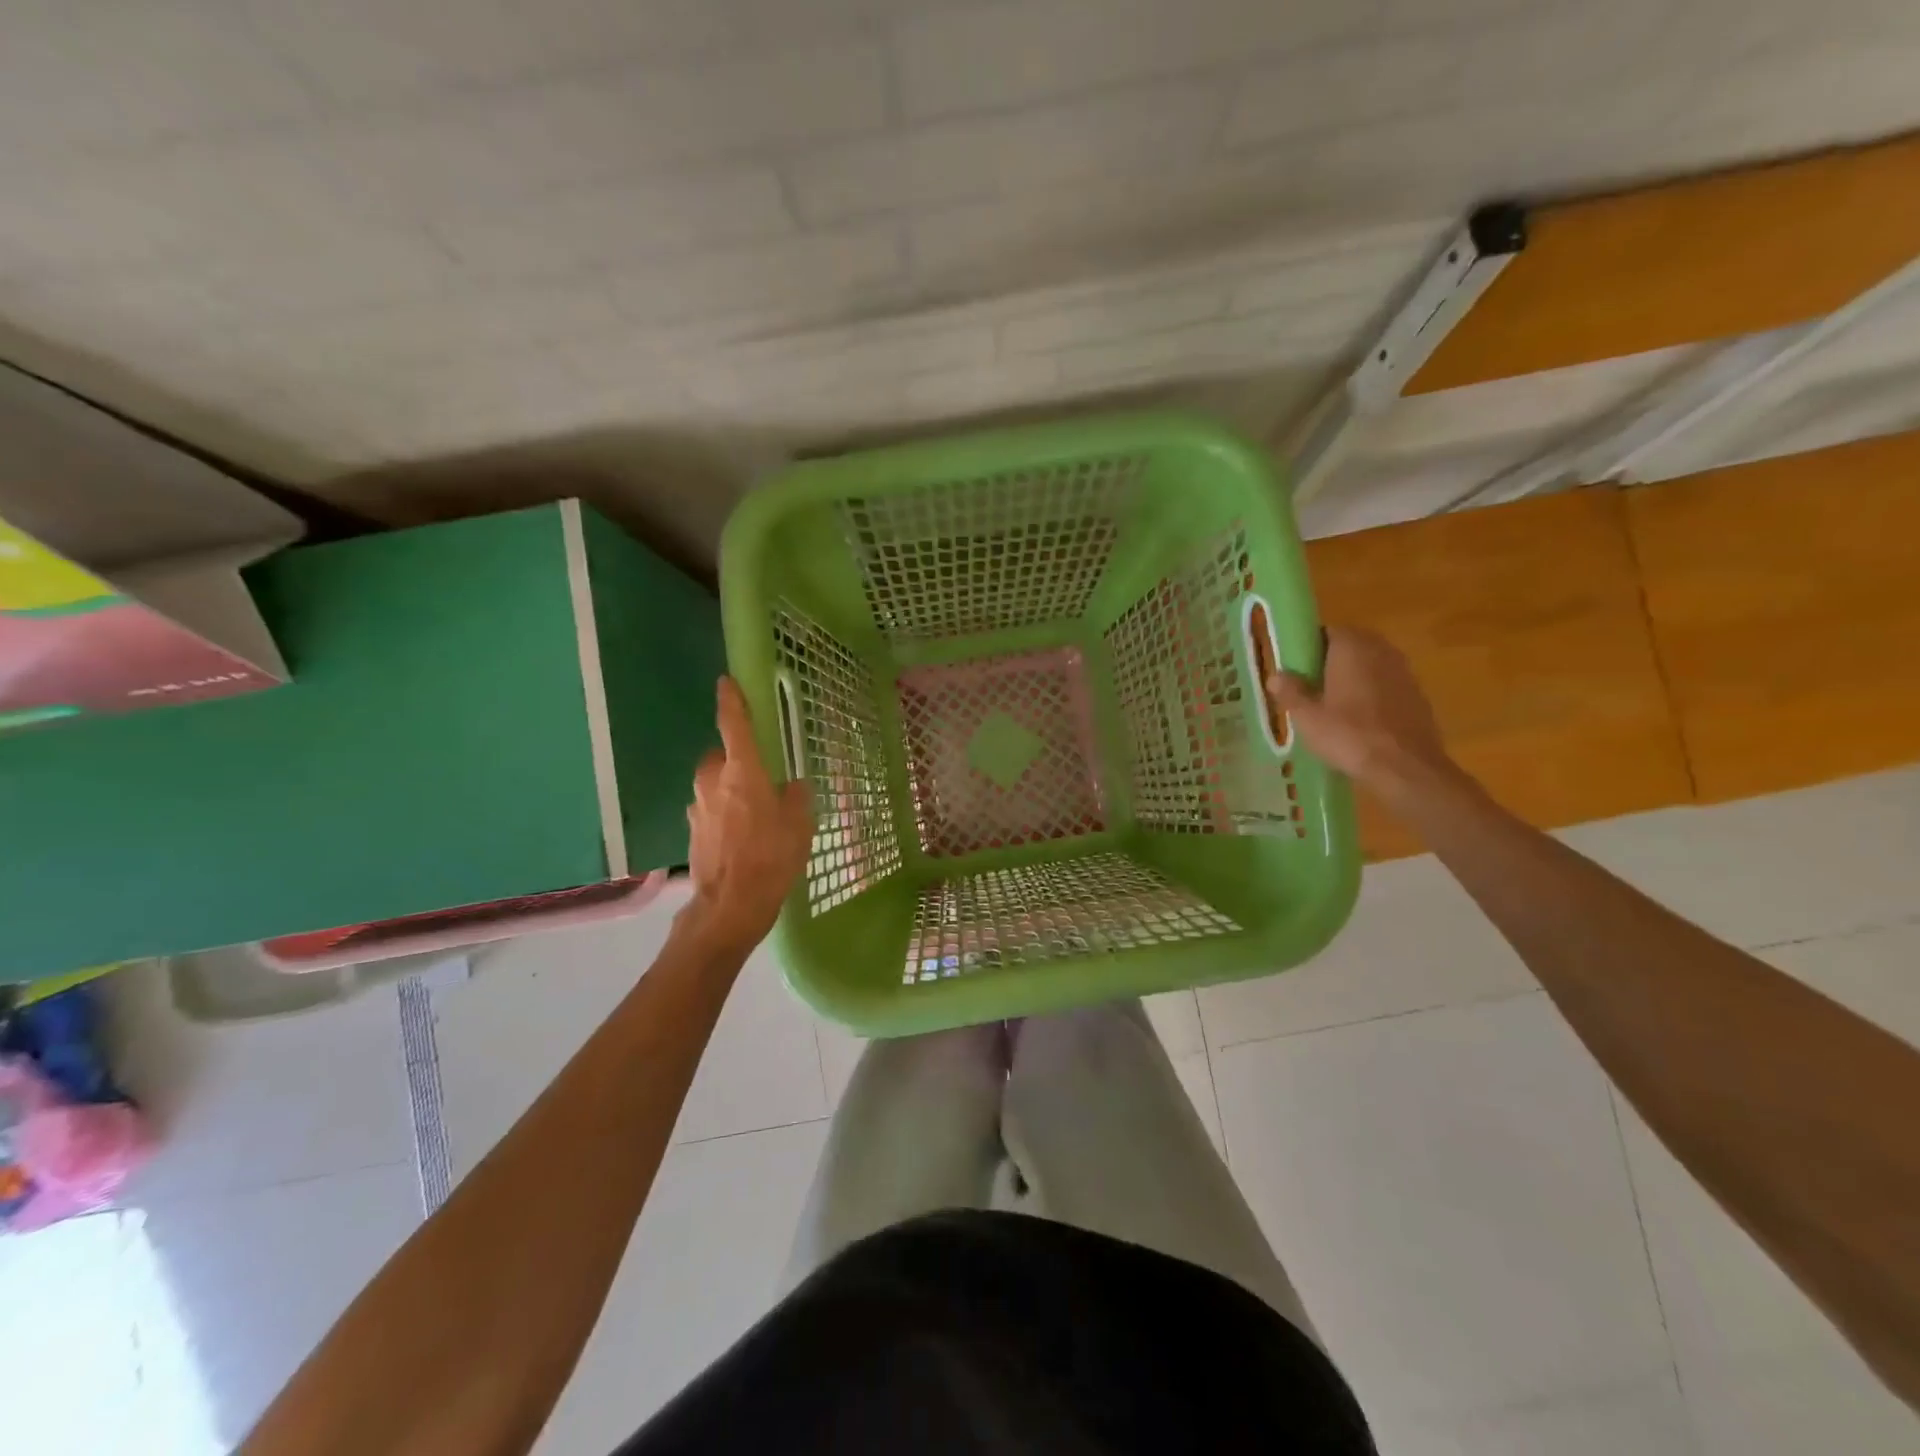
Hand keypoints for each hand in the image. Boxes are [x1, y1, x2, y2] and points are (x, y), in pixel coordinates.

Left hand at [682, 677, 813, 950]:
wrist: (730, 907)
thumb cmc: (770, 858)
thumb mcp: (799, 825)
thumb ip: (797, 796)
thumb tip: (793, 785)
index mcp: (742, 772)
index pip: (734, 725)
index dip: (731, 701)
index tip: (726, 682)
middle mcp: (713, 782)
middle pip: (721, 757)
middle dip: (736, 760)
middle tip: (761, 778)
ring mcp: (698, 807)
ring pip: (714, 785)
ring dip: (729, 790)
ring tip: (754, 814)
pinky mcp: (693, 831)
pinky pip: (711, 809)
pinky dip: (723, 814)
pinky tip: (742, 838)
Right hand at [1263, 628, 1451, 795]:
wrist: (1405, 767)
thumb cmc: (1349, 736)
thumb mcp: (1307, 717)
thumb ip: (1290, 692)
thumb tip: (1276, 675)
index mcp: (1351, 647)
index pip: (1327, 631)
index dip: (1309, 647)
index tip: (1296, 667)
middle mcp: (1381, 651)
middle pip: (1351, 646)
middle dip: (1331, 662)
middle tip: (1311, 687)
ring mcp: (1404, 672)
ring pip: (1371, 666)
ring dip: (1353, 678)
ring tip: (1333, 705)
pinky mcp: (1417, 695)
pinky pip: (1386, 685)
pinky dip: (1372, 694)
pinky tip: (1359, 720)